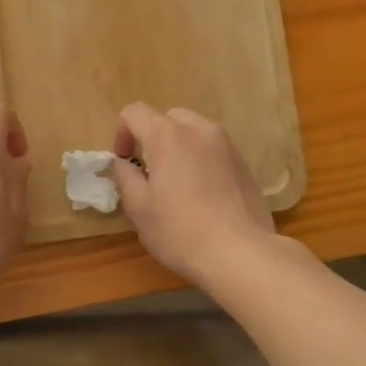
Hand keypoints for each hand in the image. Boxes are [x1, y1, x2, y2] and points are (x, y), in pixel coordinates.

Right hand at [111, 103, 274, 287]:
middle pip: (168, 118)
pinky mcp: (244, 164)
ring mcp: (226, 145)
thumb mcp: (139, 208)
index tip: (124, 161)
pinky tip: (202, 195)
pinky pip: (213, 150)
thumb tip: (123, 163)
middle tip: (149, 171)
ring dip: (179, 147)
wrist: (241, 253)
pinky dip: (201, 160)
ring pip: (194, 132)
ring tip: (177, 183)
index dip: (121, 133)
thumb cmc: (180, 231)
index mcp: (167, 135)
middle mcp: (199, 130)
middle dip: (152, 137)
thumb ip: (125, 177)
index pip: (135, 112)